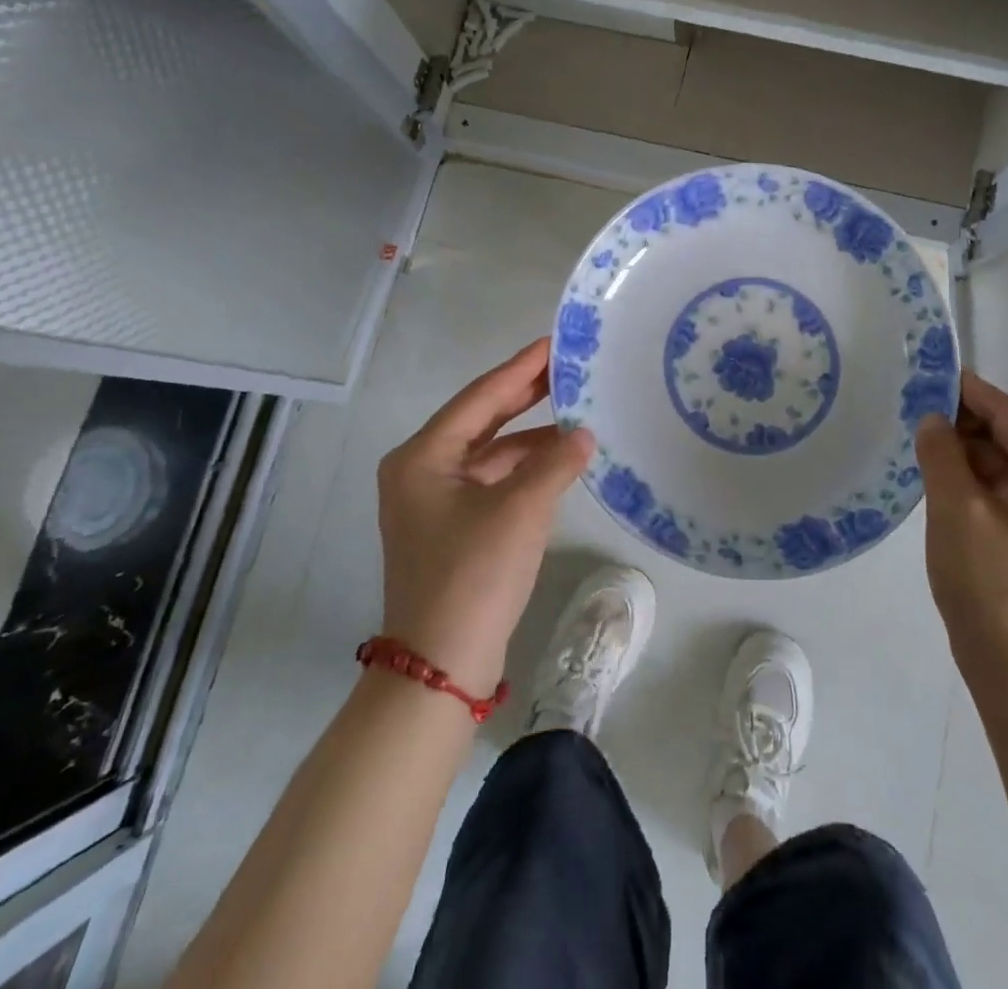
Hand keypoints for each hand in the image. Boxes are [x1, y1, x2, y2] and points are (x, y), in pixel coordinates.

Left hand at [375, 338, 593, 696]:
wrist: (441, 666)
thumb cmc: (473, 576)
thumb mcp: (521, 511)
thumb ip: (556, 463)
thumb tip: (586, 434)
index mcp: (423, 457)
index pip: (480, 397)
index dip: (520, 368)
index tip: (554, 342)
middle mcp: (422, 470)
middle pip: (481, 419)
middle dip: (525, 394)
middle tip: (567, 367)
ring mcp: (435, 500)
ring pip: (490, 451)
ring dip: (531, 436)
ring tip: (577, 412)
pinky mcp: (453, 525)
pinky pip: (493, 480)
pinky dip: (525, 468)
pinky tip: (560, 460)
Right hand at [914, 371, 1007, 687]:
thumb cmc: (987, 582)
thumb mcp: (955, 509)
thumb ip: (942, 453)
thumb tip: (932, 419)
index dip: (969, 390)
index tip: (930, 373)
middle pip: (1006, 437)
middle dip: (961, 422)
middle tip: (912, 411)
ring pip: (998, 463)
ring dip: (961, 451)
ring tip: (917, 442)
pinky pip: (996, 489)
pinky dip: (967, 478)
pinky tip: (934, 476)